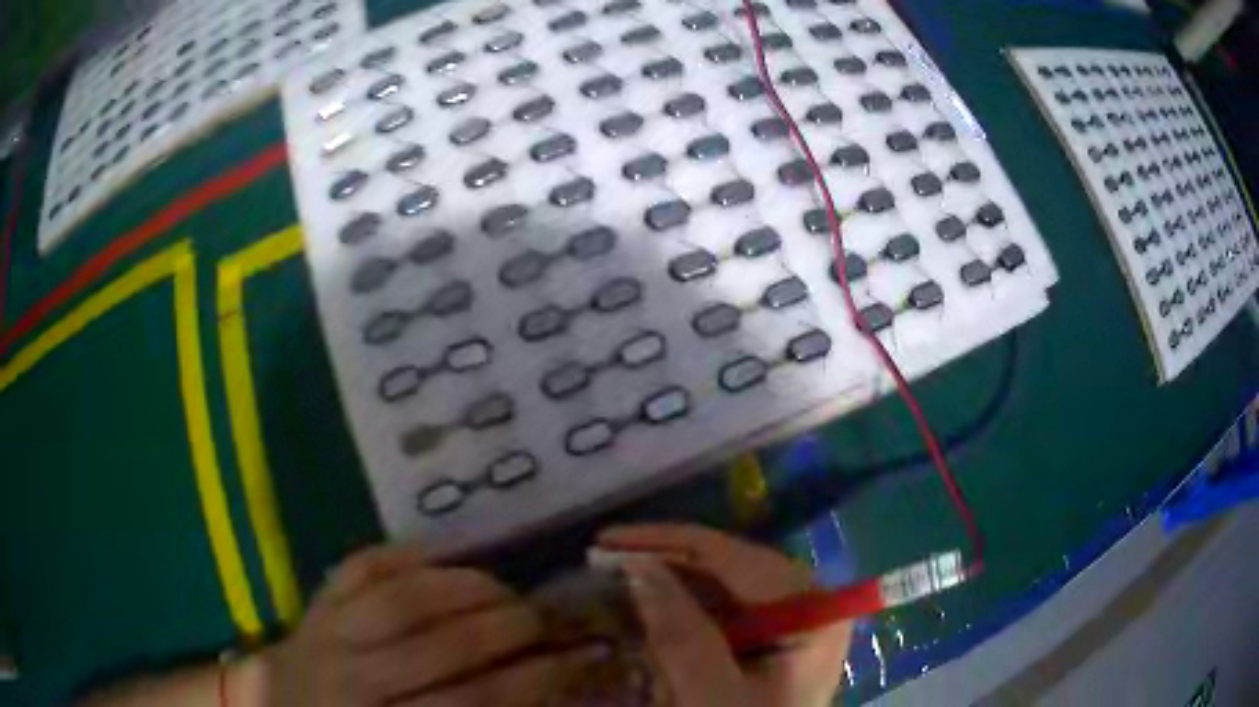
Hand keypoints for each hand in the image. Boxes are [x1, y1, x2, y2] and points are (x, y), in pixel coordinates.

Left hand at [252, 544, 593, 705]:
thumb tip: (530, 694)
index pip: (470, 702)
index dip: (528, 680)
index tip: (572, 660)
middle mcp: (353, 680)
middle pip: (439, 648)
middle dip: (504, 629)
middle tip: (541, 619)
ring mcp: (327, 634)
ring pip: (399, 600)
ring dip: (462, 588)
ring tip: (501, 587)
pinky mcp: (315, 603)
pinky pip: (358, 569)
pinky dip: (402, 555)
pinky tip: (439, 553)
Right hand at [600, 524, 850, 706]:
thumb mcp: (711, 695)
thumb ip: (680, 633)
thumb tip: (637, 566)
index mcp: (811, 610)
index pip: (734, 558)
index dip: (665, 544)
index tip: (604, 542)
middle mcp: (806, 604)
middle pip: (728, 567)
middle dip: (663, 561)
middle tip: (601, 558)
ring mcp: (789, 622)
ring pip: (721, 586)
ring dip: (667, 583)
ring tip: (613, 575)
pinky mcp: (770, 641)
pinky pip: (722, 612)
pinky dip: (680, 610)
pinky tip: (646, 607)